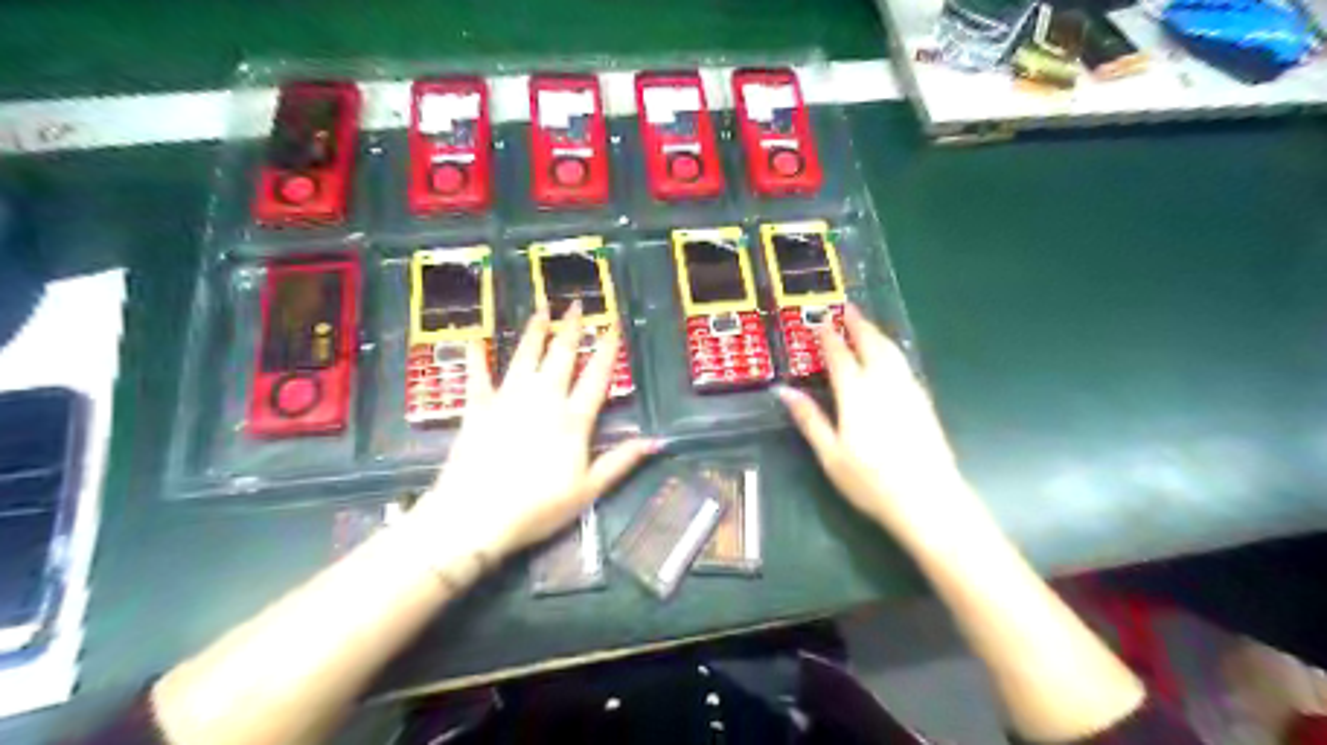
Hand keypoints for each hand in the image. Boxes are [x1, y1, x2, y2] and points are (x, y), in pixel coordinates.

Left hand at [414, 305, 655, 560]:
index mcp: (573, 419)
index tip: (612, 326)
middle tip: (576, 304)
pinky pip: (478, 377)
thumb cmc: (538, 507)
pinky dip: (477, 358)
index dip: (606, 350)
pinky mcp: (478, 409)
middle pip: (561, 357)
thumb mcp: (589, 490)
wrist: (476, 516)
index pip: (596, 377)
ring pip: (525, 357)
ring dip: (535, 332)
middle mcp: (543, 399)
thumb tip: (657, 441)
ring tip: (541, 309)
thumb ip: (621, 461)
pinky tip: (475, 339)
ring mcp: (508, 400)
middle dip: (570, 329)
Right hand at [774, 307, 976, 544]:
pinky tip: (890, 355)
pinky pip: (904, 364)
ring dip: (877, 333)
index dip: (829, 338)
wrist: (929, 499)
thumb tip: (784, 391)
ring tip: (866, 324)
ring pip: (892, 351)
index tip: (820, 323)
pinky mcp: (924, 401)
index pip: (840, 357)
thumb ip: (809, 419)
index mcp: (857, 395)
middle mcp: (884, 384)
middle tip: (847, 307)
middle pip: (871, 344)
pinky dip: (893, 350)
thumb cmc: (871, 482)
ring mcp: (908, 391)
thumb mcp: (830, 455)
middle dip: (858, 324)